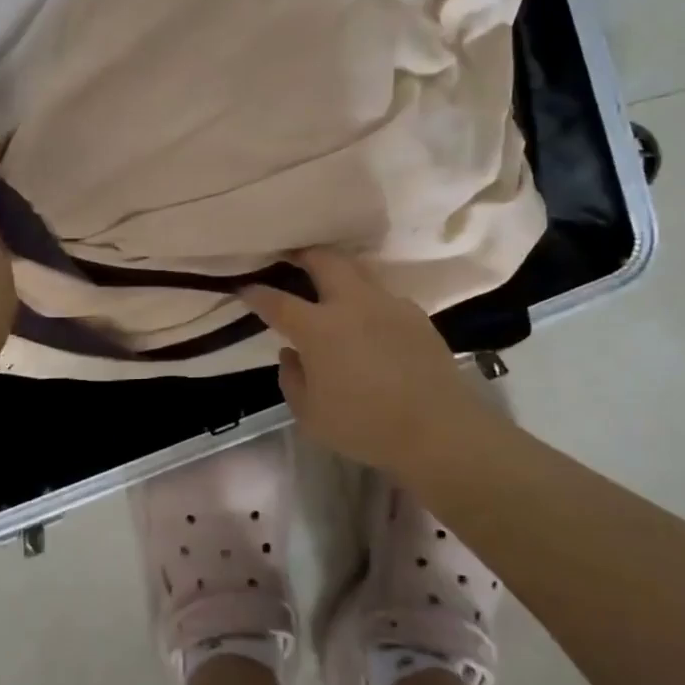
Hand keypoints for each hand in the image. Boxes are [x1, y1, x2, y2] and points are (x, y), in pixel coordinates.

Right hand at [243, 249, 491, 472]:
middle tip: (292, 257)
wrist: (439, 430)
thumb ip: (292, 379)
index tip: (245, 288)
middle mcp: (351, 304)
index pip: (277, 302)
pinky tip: (370, 320)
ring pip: (357, 270)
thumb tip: (291, 353)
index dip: (257, 294)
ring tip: (330, 282)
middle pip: (323, 260)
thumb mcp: (311, 416)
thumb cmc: (365, 426)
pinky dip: (368, 299)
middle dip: (303, 254)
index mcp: (318, 328)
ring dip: (338, 270)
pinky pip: (384, 296)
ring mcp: (387, 304)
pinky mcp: (415, 314)